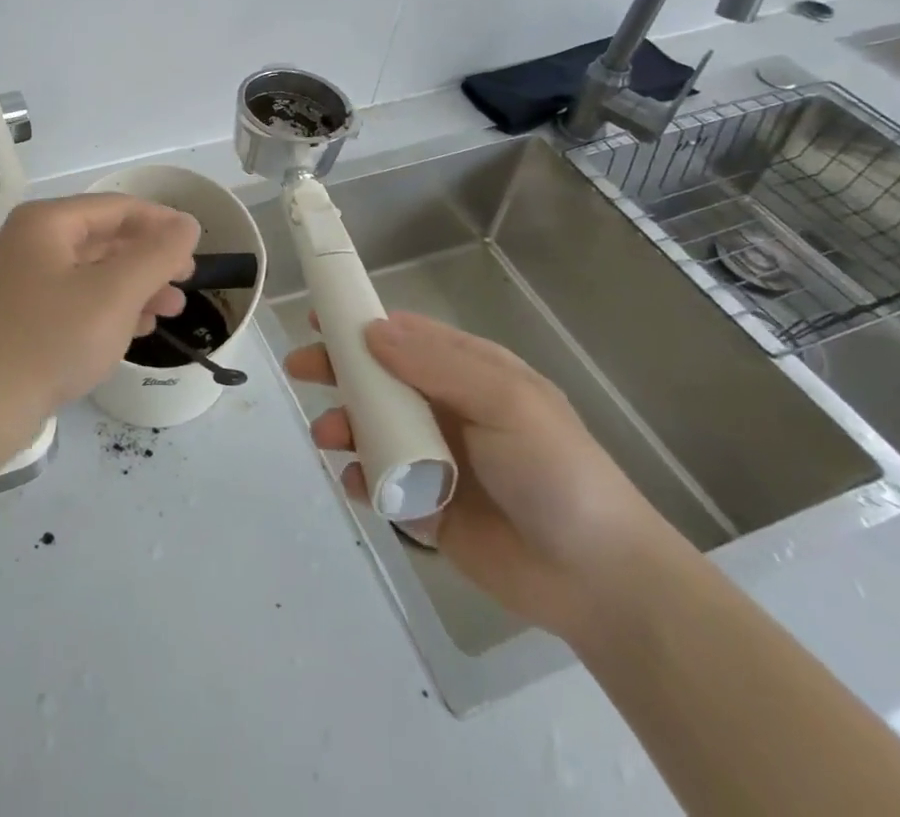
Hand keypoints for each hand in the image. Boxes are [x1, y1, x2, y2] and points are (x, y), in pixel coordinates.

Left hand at [0, 194, 198, 427]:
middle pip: (104, 238)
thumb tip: (187, 223)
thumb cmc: (52, 338)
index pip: (117, 207)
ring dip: (135, 287)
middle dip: (149, 260)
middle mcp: (31, 242)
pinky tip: (137, 328)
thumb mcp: (115, 292)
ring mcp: (23, 280)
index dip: (161, 222)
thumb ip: (157, 254)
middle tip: (186, 282)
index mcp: (47, 222)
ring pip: (92, 272)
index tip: (196, 244)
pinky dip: (109, 308)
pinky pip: (76, 299)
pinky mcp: (22, 316)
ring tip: (171, 310)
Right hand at [285, 311, 682, 640]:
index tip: (319, 319)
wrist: (598, 580)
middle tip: (301, 369)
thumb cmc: (555, 471)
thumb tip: (372, 330)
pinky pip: (380, 482)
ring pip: (372, 428)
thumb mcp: (505, 402)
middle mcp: (447, 409)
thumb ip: (438, 364)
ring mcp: (435, 457)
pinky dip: (358, 477)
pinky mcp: (427, 506)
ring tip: (327, 435)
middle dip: (338, 370)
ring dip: (342, 424)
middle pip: (379, 379)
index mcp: (470, 374)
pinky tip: (352, 481)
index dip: (361, 325)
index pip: (406, 337)